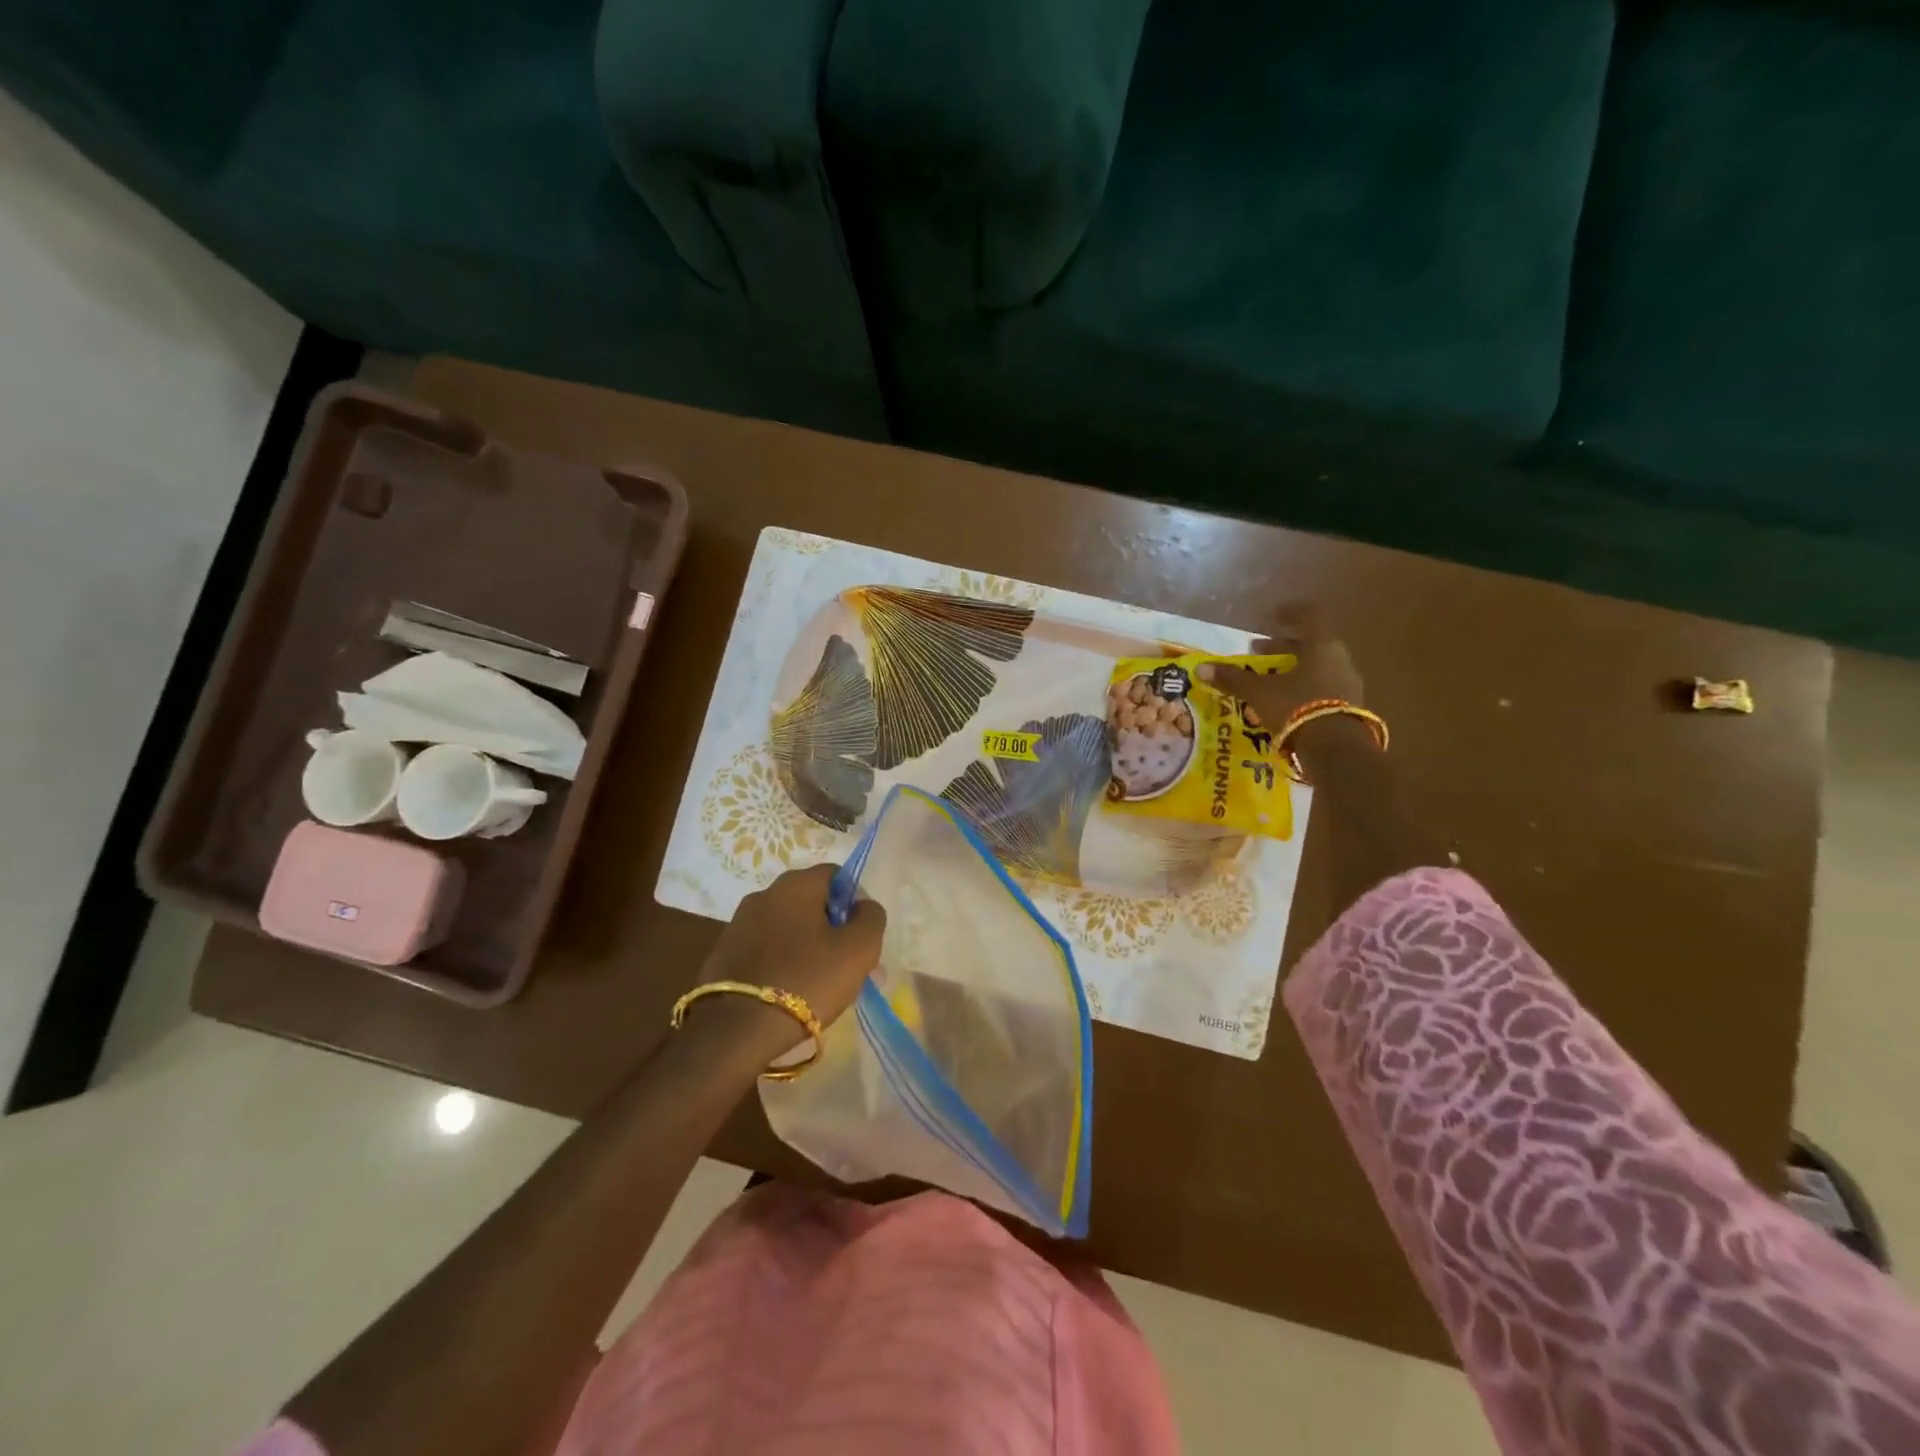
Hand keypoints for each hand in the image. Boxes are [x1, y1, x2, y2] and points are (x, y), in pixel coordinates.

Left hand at [694, 864, 886, 1062]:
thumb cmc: (807, 980)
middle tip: (847, 964)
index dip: (855, 901)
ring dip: (808, 946)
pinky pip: (766, 948)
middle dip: (833, 928)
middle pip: (811, 902)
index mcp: (796, 884)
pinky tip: (791, 991)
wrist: (735, 1030)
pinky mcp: (724, 952)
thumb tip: (863, 907)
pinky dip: (783, 961)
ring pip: (788, 927)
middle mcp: (764, 893)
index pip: (837, 875)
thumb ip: (871, 918)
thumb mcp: (859, 949)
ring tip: (820, 984)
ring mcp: (739, 923)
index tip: (861, 935)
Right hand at [1199, 605, 1368, 771]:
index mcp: (1321, 646)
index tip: (1272, 615)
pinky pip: (1322, 689)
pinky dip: (1302, 689)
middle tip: (1256, 655)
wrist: (1336, 750)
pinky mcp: (1349, 708)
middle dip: (1281, 648)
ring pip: (1317, 668)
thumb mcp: (1259, 692)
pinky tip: (1284, 703)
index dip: (1290, 613)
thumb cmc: (1296, 707)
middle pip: (1310, 645)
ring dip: (1291, 670)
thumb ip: (1233, 678)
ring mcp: (1348, 684)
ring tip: (1267, 682)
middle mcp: (1339, 660)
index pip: (1310, 617)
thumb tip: (1201, 668)